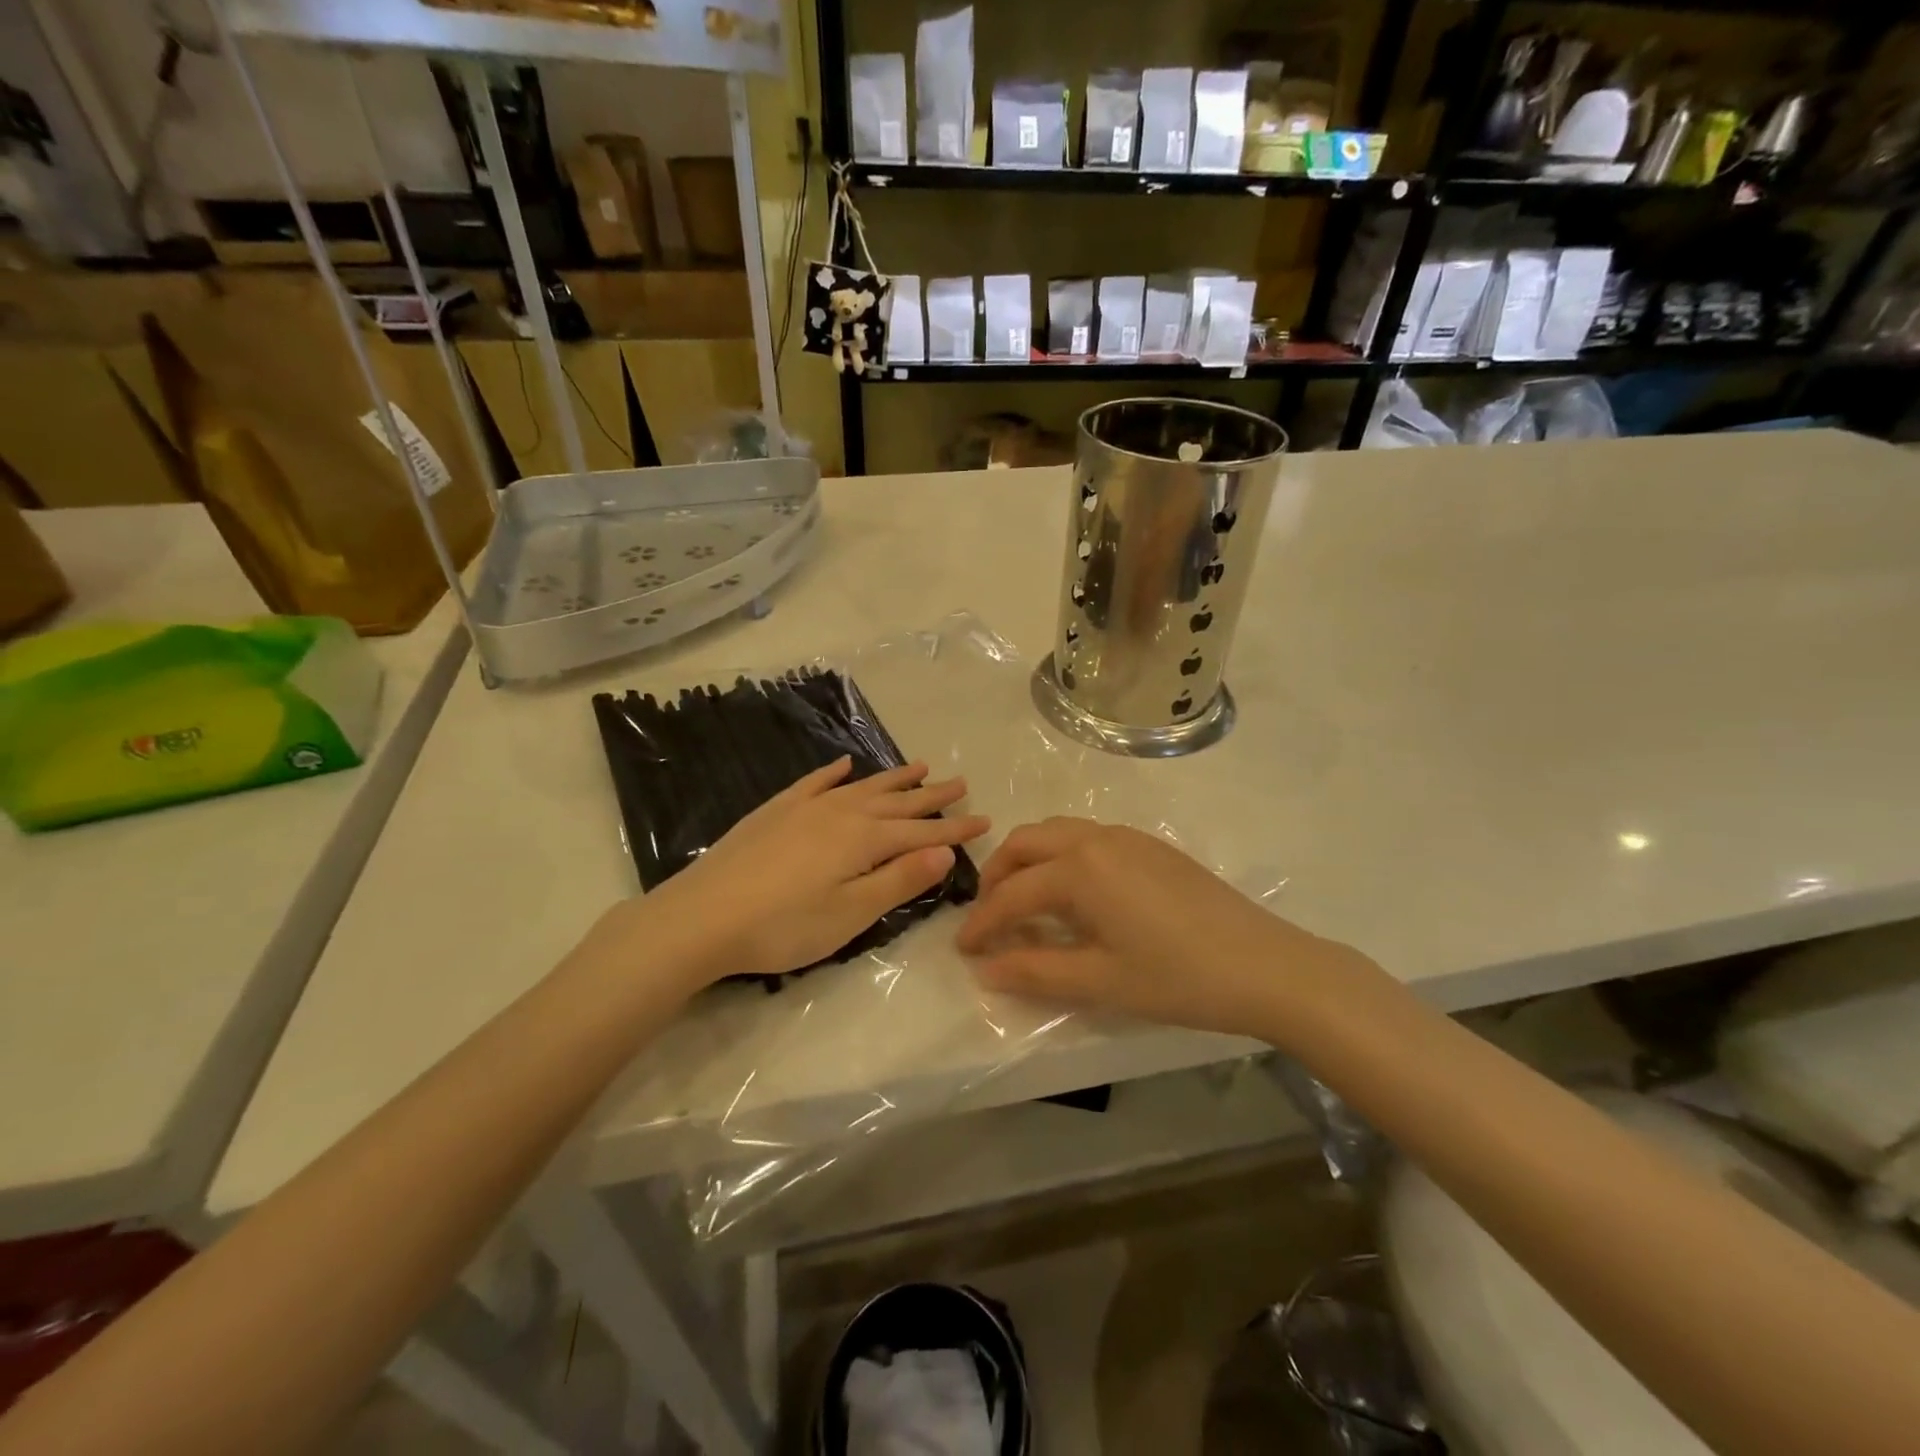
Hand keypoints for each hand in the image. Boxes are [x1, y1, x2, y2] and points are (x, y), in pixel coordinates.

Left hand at [635, 757, 989, 985]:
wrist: (701, 916)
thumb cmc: (783, 926)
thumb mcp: (851, 913)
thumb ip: (899, 880)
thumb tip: (943, 851)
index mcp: (863, 840)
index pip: (921, 832)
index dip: (954, 829)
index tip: (985, 820)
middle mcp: (840, 813)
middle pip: (896, 802)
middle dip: (931, 796)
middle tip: (960, 783)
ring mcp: (804, 808)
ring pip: (861, 787)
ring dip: (892, 778)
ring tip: (919, 766)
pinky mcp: (775, 812)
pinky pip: (813, 783)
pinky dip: (832, 773)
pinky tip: (843, 765)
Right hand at [955, 818, 1359, 1040]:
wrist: (1266, 965)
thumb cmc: (1178, 978)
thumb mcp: (1100, 981)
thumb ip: (1035, 971)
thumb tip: (986, 969)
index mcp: (1080, 868)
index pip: (1012, 893)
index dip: (982, 923)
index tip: (963, 949)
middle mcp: (1097, 838)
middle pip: (1026, 843)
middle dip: (998, 876)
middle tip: (990, 918)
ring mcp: (1128, 837)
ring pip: (1057, 833)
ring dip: (1030, 862)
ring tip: (1026, 904)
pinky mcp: (1151, 845)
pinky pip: (1088, 838)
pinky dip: (1062, 858)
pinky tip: (1074, 896)